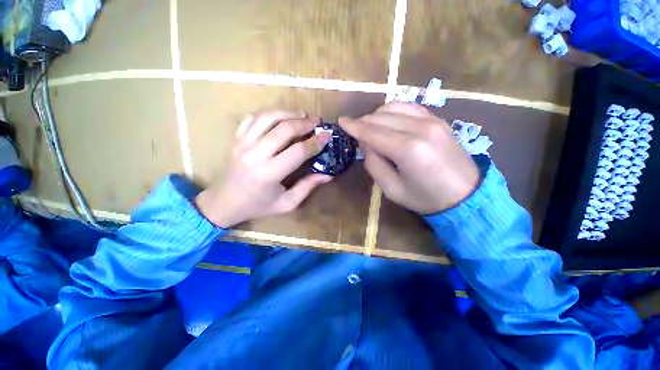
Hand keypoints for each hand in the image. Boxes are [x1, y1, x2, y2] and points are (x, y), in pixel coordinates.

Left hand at [195, 110, 331, 227]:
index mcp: (269, 173)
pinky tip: (279, 115)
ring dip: (288, 113)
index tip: (327, 136)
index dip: (315, 142)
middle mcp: (255, 154)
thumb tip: (328, 175)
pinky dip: (268, 113)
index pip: (298, 151)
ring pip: (268, 118)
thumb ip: (308, 187)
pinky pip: (252, 118)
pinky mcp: (236, 139)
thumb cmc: (259, 205)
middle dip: (304, 123)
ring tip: (302, 114)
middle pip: (284, 129)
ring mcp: (242, 144)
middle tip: (317, 121)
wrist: (226, 202)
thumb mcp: (287, 203)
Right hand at [338, 102, 478, 213]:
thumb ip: (374, 164)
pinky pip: (409, 107)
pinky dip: (393, 111)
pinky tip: (387, 120)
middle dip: (363, 122)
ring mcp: (432, 120)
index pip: (372, 132)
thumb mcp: (391, 189)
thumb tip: (366, 144)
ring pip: (394, 107)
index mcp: (408, 150)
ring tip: (369, 127)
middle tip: (354, 131)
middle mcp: (420, 129)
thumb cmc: (425, 198)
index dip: (354, 126)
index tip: (341, 121)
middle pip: (381, 117)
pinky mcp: (438, 119)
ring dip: (376, 115)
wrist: (466, 195)